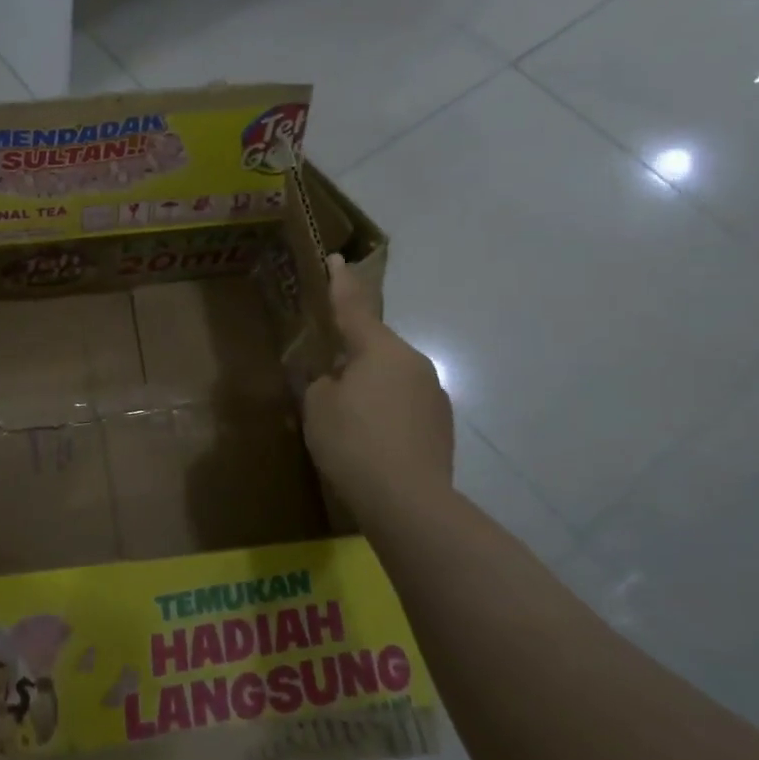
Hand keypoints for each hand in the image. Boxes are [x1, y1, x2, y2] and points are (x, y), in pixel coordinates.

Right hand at [302, 254, 453, 517]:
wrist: (409, 501)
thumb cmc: (353, 442)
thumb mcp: (318, 406)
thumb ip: (322, 382)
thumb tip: (336, 380)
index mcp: (380, 350)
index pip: (354, 307)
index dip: (341, 283)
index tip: (337, 258)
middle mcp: (414, 363)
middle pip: (374, 348)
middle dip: (350, 355)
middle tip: (325, 375)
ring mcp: (433, 395)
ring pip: (390, 378)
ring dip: (368, 387)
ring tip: (346, 419)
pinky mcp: (440, 426)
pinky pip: (403, 405)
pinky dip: (384, 413)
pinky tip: (370, 441)